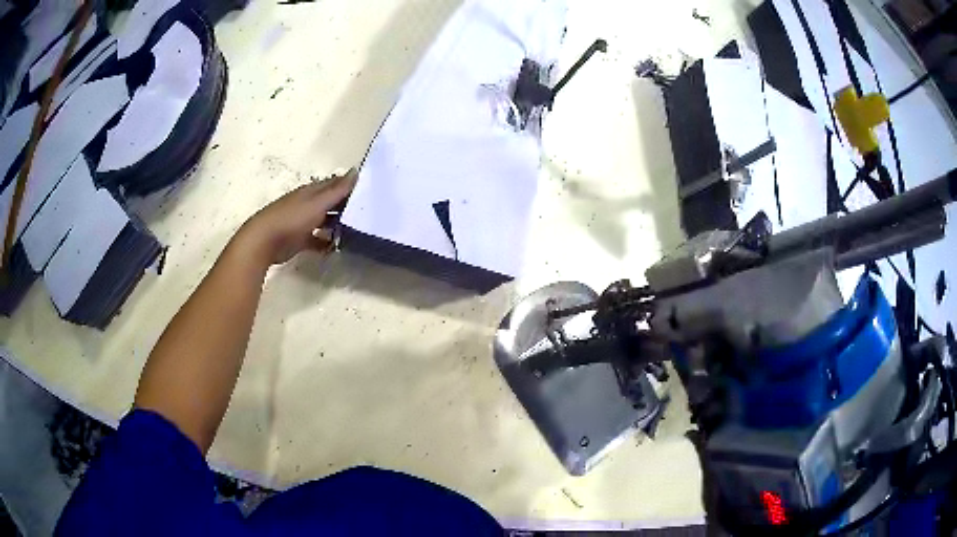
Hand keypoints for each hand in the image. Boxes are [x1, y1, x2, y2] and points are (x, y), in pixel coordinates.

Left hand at [235, 169, 356, 265]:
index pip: (334, 184)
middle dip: (346, 207)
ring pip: (325, 221)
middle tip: (366, 215)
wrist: (264, 241)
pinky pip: (317, 240)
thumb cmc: (292, 218)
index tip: (368, 191)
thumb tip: (356, 171)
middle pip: (330, 203)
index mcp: (311, 192)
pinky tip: (336, 248)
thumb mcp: (318, 202)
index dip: (349, 186)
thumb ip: (337, 190)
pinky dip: (326, 243)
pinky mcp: (299, 240)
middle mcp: (308, 204)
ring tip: (354, 233)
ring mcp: (303, 222)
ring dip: (337, 226)